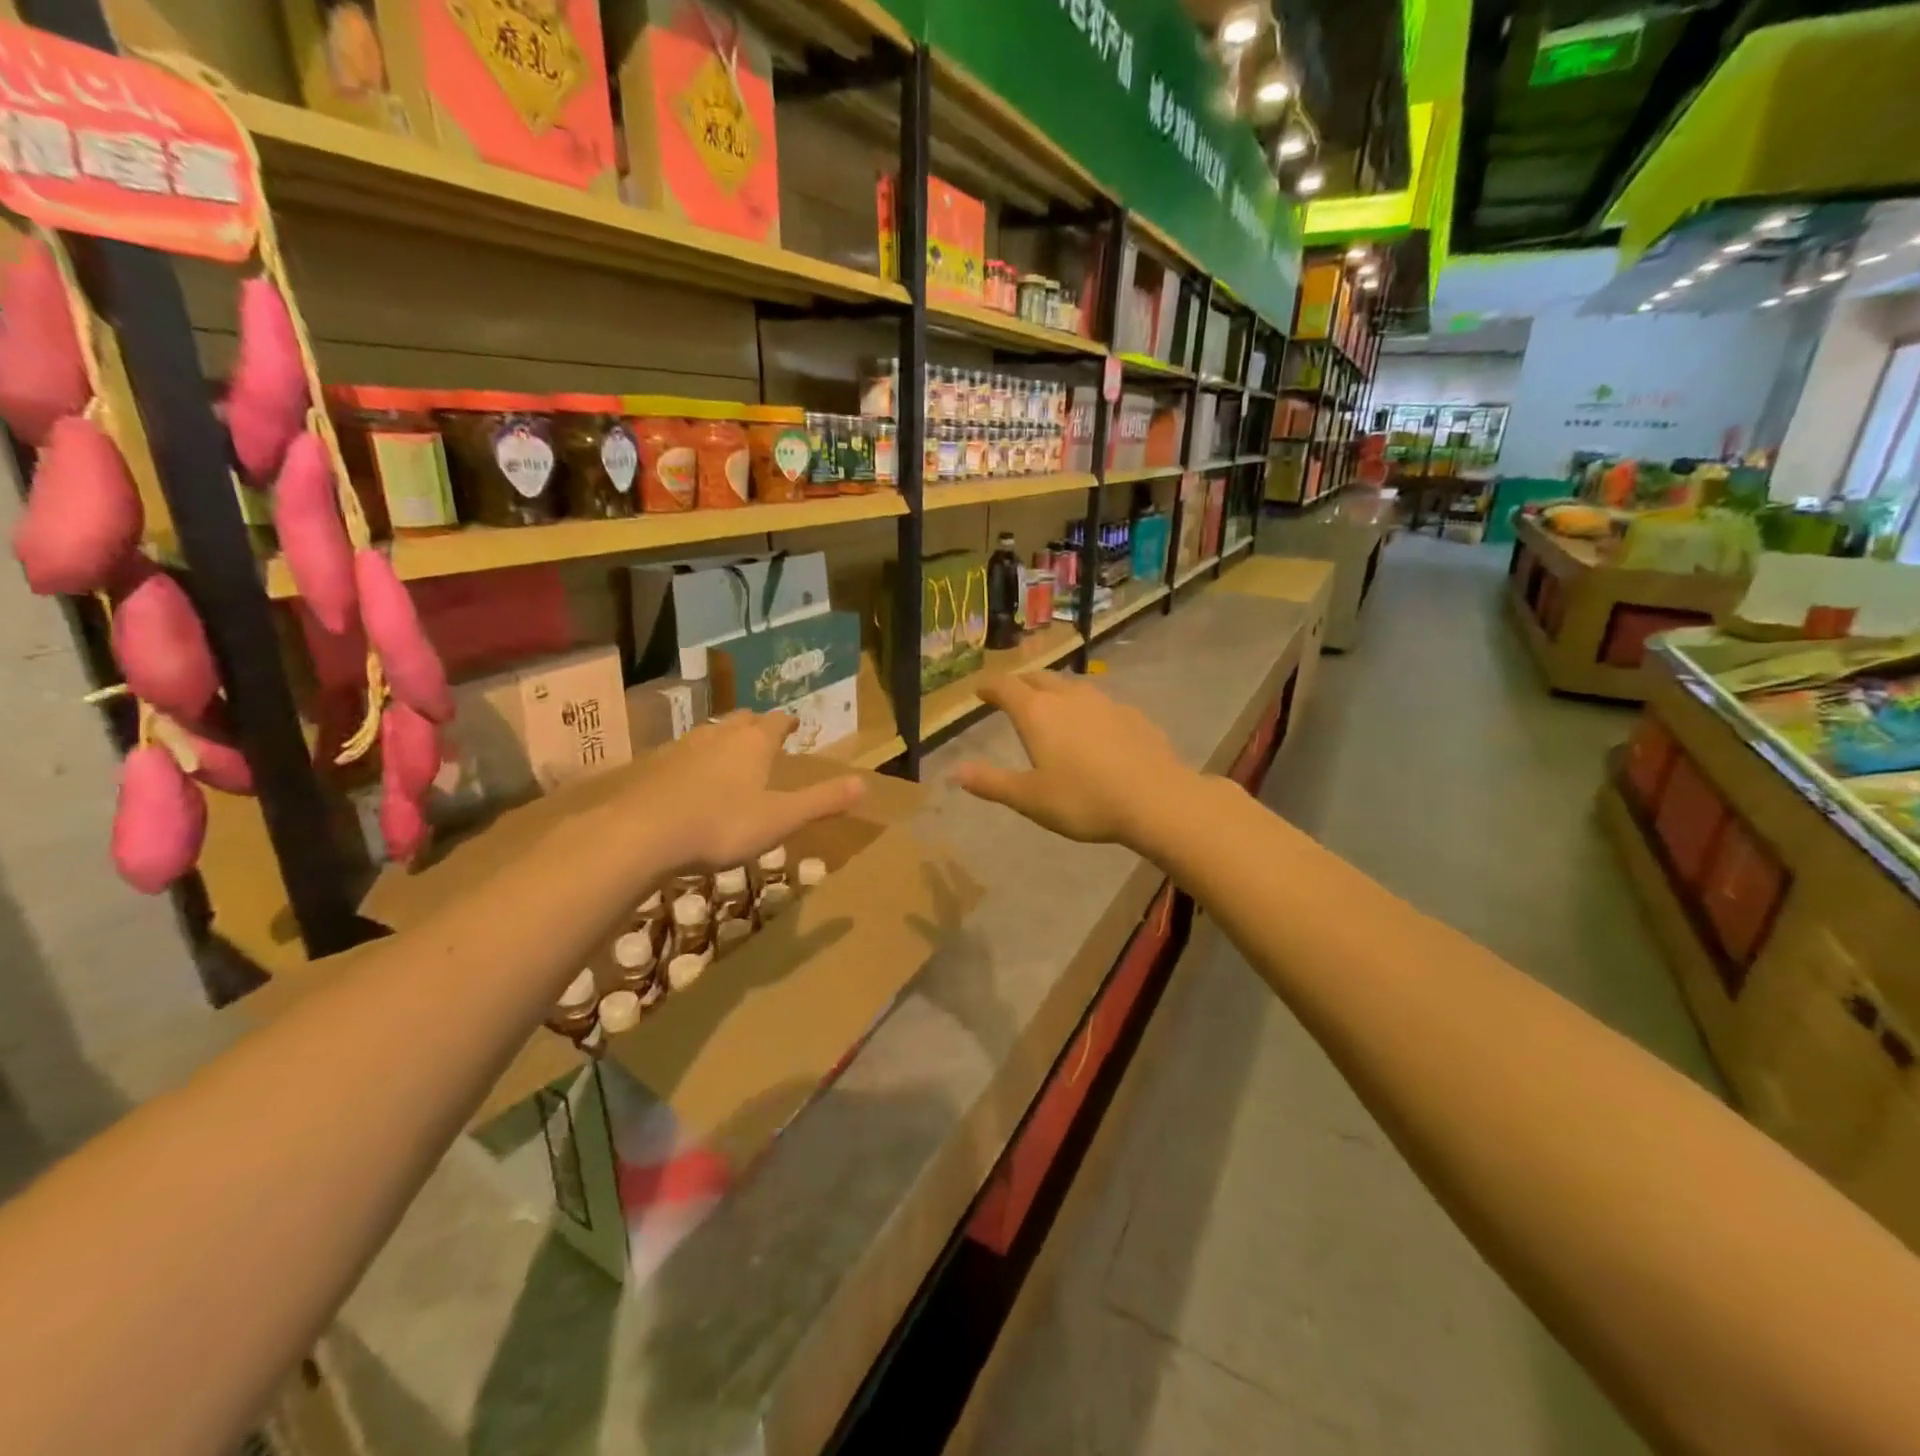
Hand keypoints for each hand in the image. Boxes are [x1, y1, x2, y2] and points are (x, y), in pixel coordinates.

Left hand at [618, 711, 862, 872]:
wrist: (642, 834)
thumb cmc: (722, 825)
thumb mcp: (780, 819)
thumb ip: (822, 801)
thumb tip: (865, 784)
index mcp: (753, 743)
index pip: (776, 722)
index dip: (787, 723)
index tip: (793, 724)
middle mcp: (719, 736)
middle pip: (741, 720)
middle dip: (755, 725)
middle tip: (763, 733)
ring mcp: (682, 748)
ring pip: (709, 733)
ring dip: (723, 739)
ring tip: (729, 753)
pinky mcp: (654, 767)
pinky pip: (681, 754)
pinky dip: (693, 760)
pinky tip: (689, 779)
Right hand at [952, 673, 1199, 847]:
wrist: (1156, 799)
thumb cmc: (1084, 800)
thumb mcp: (1030, 798)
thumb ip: (991, 782)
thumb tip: (954, 771)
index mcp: (1037, 714)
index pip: (1006, 687)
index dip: (989, 686)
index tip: (980, 690)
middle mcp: (1068, 698)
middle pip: (1039, 678)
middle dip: (1021, 682)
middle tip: (1011, 693)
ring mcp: (1104, 703)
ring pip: (1071, 686)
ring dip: (1054, 690)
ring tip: (1050, 704)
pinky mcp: (1132, 715)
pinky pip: (1100, 703)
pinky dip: (1085, 708)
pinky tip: (1093, 726)